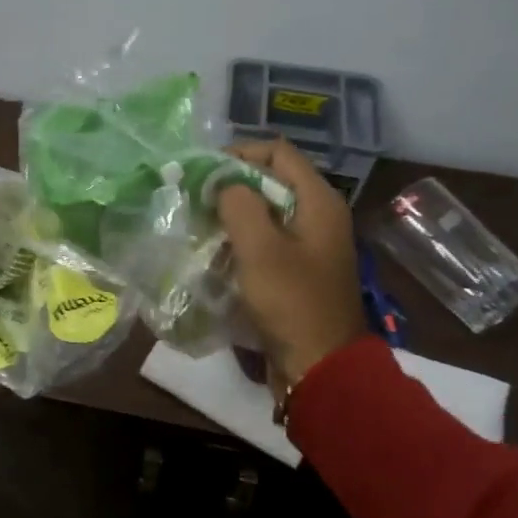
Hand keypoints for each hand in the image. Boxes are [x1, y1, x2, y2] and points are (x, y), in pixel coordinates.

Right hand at [217, 139, 363, 398]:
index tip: (202, 174)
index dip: (238, 154)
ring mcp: (311, 244)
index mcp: (319, 201)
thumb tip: (224, 183)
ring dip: (234, 215)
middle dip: (232, 186)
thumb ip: (239, 204)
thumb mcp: (260, 248)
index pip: (277, 152)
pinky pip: (269, 240)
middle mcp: (319, 215)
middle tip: (197, 200)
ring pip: (267, 211)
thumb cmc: (291, 302)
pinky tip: (218, 253)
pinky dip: (243, 240)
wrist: (320, 366)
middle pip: (271, 180)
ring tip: (202, 226)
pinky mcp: (300, 269)